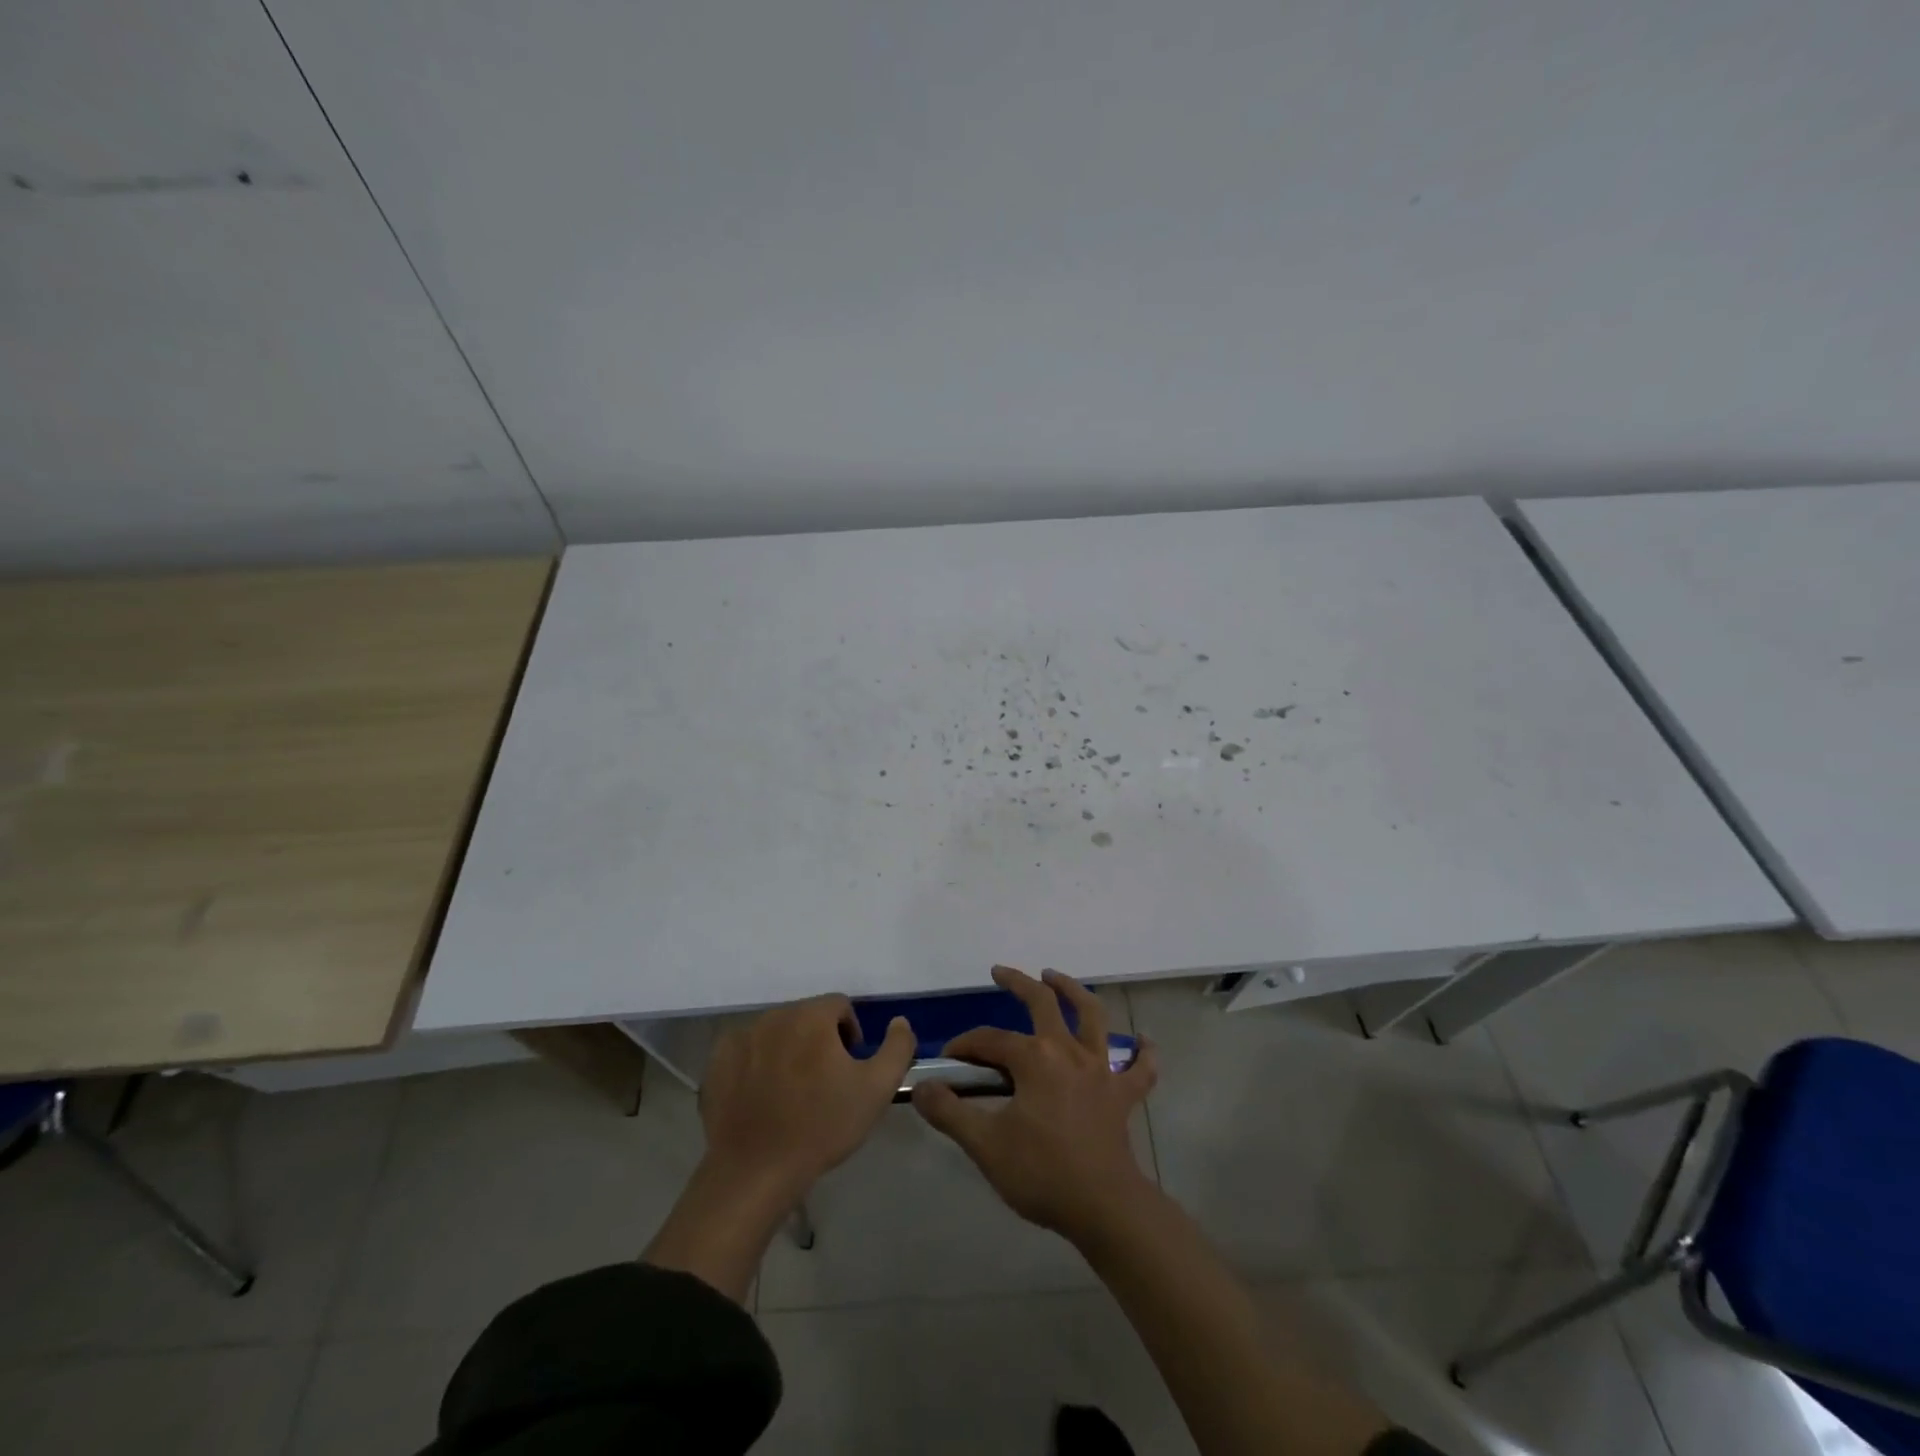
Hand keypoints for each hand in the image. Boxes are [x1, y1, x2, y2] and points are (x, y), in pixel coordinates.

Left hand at [699, 994, 915, 1204]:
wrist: (755, 1172)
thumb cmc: (822, 1127)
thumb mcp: (877, 1089)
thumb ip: (897, 1047)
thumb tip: (899, 1021)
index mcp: (812, 1016)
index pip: (840, 1006)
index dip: (850, 1034)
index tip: (849, 1069)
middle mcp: (775, 1015)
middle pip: (807, 1016)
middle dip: (819, 1041)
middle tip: (823, 1083)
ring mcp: (741, 1037)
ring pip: (777, 1031)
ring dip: (789, 1050)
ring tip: (792, 1093)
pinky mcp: (717, 1060)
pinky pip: (746, 1049)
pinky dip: (757, 1063)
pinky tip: (761, 1096)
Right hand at [912, 966, 1157, 1241]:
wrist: (1104, 1208)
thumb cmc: (1042, 1173)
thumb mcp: (985, 1145)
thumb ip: (949, 1112)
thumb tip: (921, 1088)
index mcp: (1035, 1059)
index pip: (990, 1040)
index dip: (966, 1046)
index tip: (948, 1062)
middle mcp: (1069, 1052)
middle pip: (1043, 1003)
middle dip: (1019, 983)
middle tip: (1000, 972)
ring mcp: (1101, 1070)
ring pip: (1092, 1017)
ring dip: (1074, 992)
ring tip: (1056, 977)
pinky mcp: (1123, 1096)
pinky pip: (1140, 1068)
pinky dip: (1143, 1053)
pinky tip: (1143, 1041)